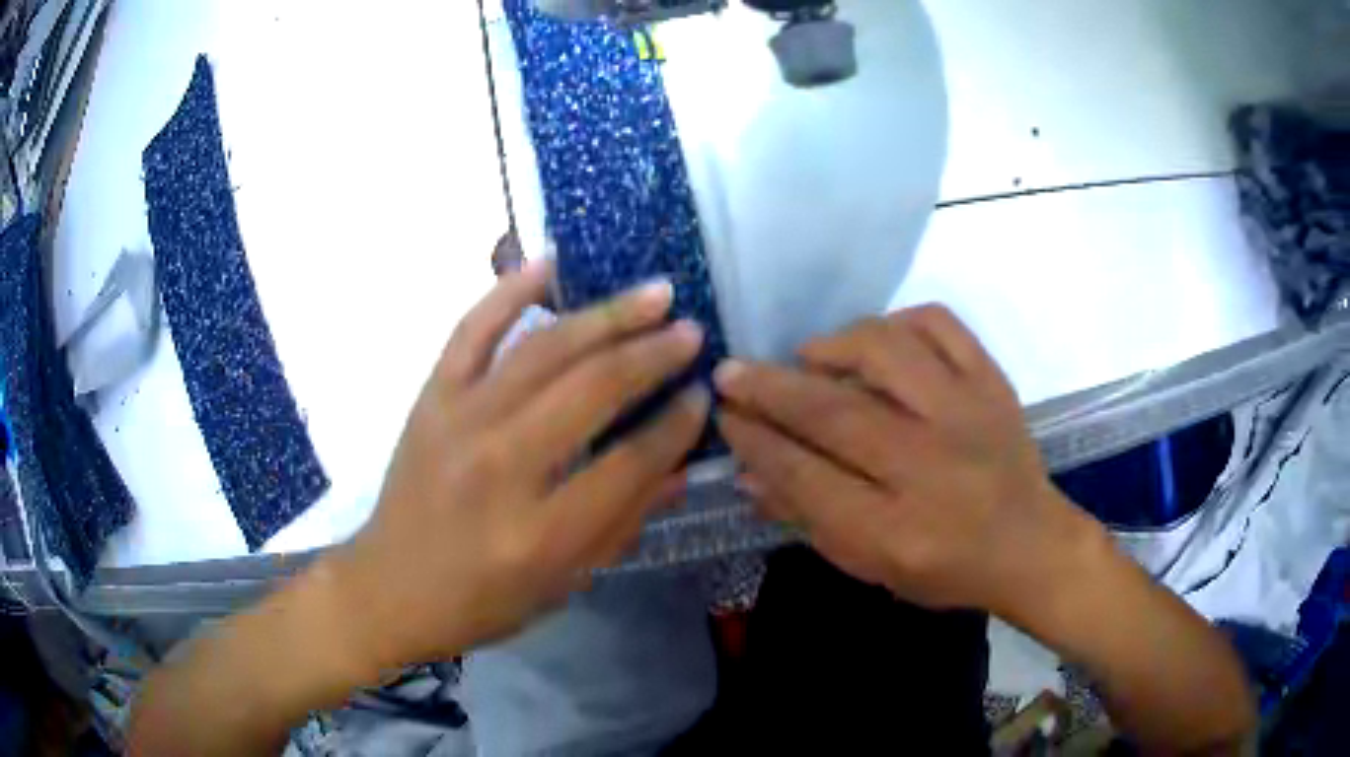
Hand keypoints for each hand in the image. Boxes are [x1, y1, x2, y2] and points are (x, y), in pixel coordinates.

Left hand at [327, 261, 708, 670]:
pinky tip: (549, 263)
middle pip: (592, 391)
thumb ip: (624, 522)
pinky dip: (509, 291)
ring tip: (655, 293)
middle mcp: (501, 466)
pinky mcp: (431, 399)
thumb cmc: (482, 601)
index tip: (702, 396)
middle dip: (653, 355)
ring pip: (544, 349)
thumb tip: (681, 466)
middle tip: (691, 331)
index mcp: (540, 533)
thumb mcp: (564, 584)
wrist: (390, 587)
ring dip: (606, 316)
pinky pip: (471, 330)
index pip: (629, 462)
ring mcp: (459, 422)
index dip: (676, 425)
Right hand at [715, 305, 1087, 614]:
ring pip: (884, 351)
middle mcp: (929, 465)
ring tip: (807, 358)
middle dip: (769, 388)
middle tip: (731, 372)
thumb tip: (748, 471)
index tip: (724, 415)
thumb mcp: (870, 563)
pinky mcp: (991, 381)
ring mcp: (966, 413)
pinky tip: (877, 340)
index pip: (804, 475)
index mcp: (895, 530)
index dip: (755, 440)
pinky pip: (939, 324)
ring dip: (831, 346)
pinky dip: (897, 321)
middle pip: (834, 412)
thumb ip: (808, 517)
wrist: (1029, 543)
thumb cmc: (945, 567)